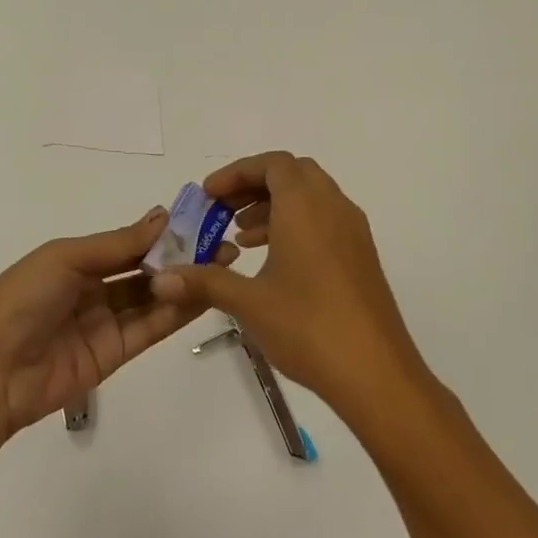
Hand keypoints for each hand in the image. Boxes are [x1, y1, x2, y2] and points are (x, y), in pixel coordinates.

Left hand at [0, 207, 236, 437]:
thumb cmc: (21, 300)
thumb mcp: (65, 258)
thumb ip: (117, 244)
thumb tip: (162, 216)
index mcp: (75, 260)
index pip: (128, 243)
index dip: (163, 232)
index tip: (201, 219)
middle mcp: (93, 289)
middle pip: (144, 270)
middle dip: (181, 257)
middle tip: (223, 244)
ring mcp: (105, 323)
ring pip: (153, 298)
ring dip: (185, 282)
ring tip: (223, 265)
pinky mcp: (116, 354)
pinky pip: (151, 327)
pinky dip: (176, 311)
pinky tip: (204, 292)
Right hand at [146, 152, 429, 420]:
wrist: (376, 372)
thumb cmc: (308, 327)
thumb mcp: (249, 303)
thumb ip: (204, 282)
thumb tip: (161, 279)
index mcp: (306, 206)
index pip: (272, 164)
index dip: (236, 172)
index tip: (208, 196)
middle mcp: (333, 207)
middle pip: (292, 175)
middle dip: (254, 186)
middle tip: (223, 212)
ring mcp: (353, 231)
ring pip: (310, 198)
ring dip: (274, 207)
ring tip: (240, 238)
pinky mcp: (361, 256)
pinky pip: (324, 221)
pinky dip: (296, 226)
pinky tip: (273, 263)